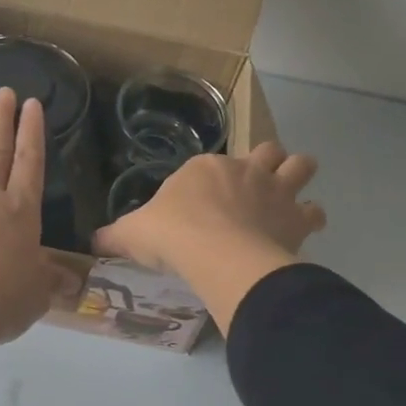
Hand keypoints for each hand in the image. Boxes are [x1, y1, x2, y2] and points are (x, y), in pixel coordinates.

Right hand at [94, 143, 325, 334]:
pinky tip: (302, 229)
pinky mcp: (296, 217)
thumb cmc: (172, 235)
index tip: (203, 204)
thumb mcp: (132, 234)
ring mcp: (274, 190)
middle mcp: (244, 169)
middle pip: (266, 151)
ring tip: (289, 197)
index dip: (211, 181)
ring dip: (297, 177)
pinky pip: (315, 211)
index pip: (211, 164)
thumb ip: (114, 236)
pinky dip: (310, 218)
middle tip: (255, 188)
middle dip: (265, 164)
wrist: (215, 253)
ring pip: (300, 165)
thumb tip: (91, 243)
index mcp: (205, 167)